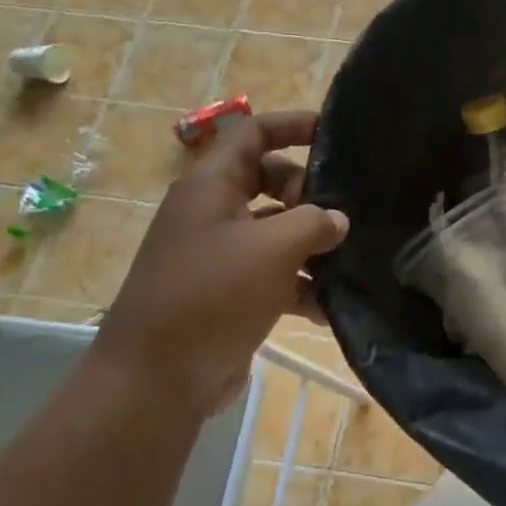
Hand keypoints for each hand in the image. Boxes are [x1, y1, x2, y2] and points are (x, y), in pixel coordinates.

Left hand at [92, 111, 348, 411]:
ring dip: (310, 242)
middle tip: (341, 213)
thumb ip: (313, 223)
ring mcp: (219, 255)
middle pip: (269, 180)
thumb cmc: (212, 295)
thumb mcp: (272, 249)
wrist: (157, 380)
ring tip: (349, 258)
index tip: (335, 134)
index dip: (292, 125)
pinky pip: (272, 274)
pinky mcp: (228, 293)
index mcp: (210, 186)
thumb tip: (337, 219)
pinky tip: (331, 305)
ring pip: (275, 230)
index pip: (252, 133)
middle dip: (308, 192)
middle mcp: (212, 213)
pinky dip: (300, 284)